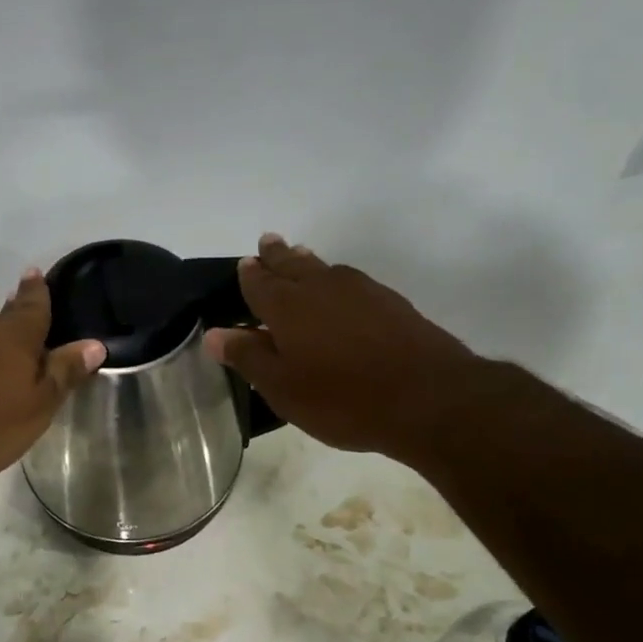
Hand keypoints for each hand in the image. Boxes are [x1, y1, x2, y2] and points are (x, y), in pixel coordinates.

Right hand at [203, 235, 479, 456]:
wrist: (428, 398)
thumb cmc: (342, 398)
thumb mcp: (283, 388)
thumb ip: (248, 356)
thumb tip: (214, 333)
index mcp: (287, 307)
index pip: (259, 282)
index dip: (250, 274)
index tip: (245, 263)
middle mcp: (321, 287)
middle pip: (293, 264)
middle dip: (277, 255)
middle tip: (268, 243)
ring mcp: (360, 291)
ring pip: (324, 268)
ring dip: (307, 262)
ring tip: (299, 256)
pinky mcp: (391, 302)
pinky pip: (351, 281)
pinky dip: (337, 279)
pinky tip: (341, 289)